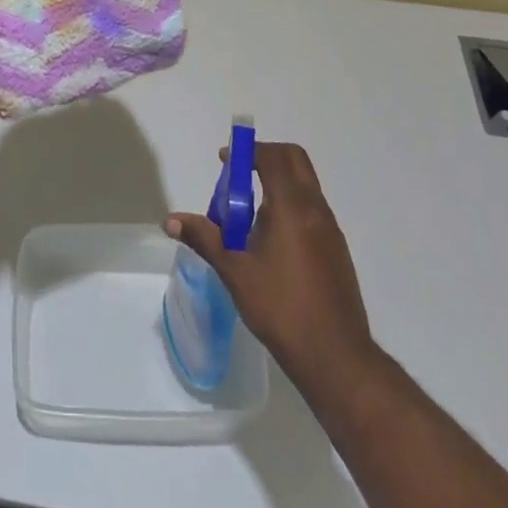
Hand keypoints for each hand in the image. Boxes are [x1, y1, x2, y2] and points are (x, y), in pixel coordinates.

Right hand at [165, 141, 379, 404]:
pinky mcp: (337, 249)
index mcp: (291, 206)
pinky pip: (312, 208)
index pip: (272, 157)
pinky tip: (271, 240)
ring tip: (249, 213)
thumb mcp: (234, 271)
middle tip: (239, 174)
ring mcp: (330, 229)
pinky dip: (290, 205)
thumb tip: (170, 219)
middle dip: (266, 156)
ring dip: (278, 182)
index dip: (247, 151)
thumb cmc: (281, 308)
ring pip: (305, 184)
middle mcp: (315, 209)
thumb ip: (204, 238)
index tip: (224, 160)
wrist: (336, 356)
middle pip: (294, 160)